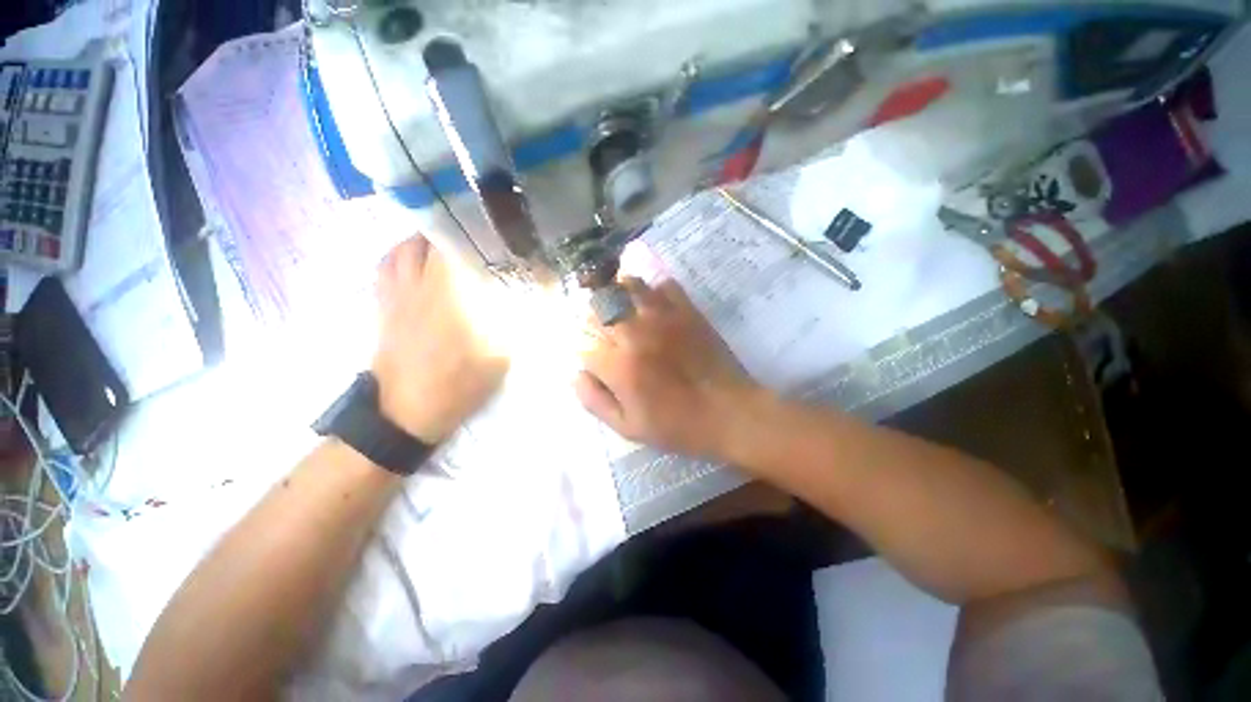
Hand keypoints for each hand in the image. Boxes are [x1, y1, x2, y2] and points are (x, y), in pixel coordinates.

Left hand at [372, 236, 507, 442]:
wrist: (407, 411)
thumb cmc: (459, 383)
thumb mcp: (503, 355)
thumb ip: (523, 322)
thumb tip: (541, 297)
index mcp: (455, 293)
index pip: (465, 244)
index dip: (482, 229)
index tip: (502, 228)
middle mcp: (423, 283)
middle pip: (433, 237)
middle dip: (458, 227)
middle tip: (480, 232)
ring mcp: (397, 292)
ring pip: (406, 246)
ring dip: (428, 237)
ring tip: (451, 239)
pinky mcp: (383, 304)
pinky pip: (386, 265)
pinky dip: (401, 253)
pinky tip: (416, 258)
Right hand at [576, 278, 762, 460]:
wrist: (729, 413)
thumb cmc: (677, 426)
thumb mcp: (628, 427)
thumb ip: (594, 400)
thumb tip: (575, 373)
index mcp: (619, 365)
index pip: (583, 343)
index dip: (584, 349)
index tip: (592, 358)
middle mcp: (636, 333)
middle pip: (599, 307)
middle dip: (594, 317)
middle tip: (601, 329)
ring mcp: (663, 317)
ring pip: (628, 286)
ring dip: (618, 293)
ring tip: (621, 306)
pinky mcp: (688, 311)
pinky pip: (664, 285)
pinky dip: (654, 289)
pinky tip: (654, 303)